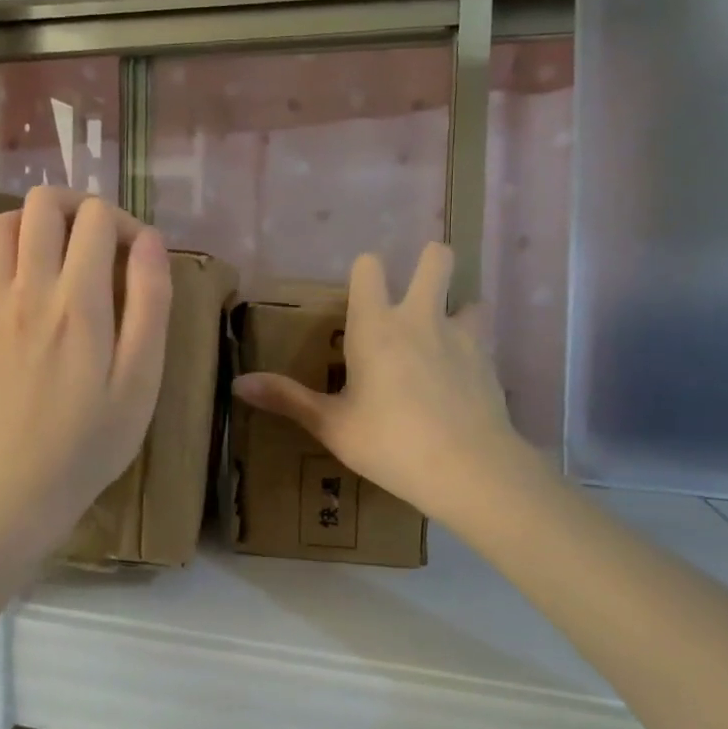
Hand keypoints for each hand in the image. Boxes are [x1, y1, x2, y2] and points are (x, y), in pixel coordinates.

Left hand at [0, 187, 171, 556]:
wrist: (22, 489)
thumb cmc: (93, 439)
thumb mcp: (142, 378)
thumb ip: (150, 303)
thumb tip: (149, 240)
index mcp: (79, 300)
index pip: (97, 217)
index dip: (126, 222)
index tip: (140, 259)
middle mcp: (30, 290)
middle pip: (41, 203)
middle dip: (78, 206)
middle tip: (100, 242)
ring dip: (33, 225)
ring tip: (61, 254)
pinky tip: (6, 275)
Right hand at [233, 242, 540, 529]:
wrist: (469, 469)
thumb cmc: (389, 443)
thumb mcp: (331, 425)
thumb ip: (287, 399)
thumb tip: (238, 383)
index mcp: (376, 326)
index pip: (369, 267)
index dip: (365, 272)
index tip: (360, 293)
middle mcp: (421, 318)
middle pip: (435, 259)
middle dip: (428, 262)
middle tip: (415, 292)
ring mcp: (462, 336)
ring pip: (470, 297)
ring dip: (458, 308)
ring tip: (443, 337)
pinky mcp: (489, 361)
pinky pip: (482, 338)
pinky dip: (472, 347)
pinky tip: (461, 379)